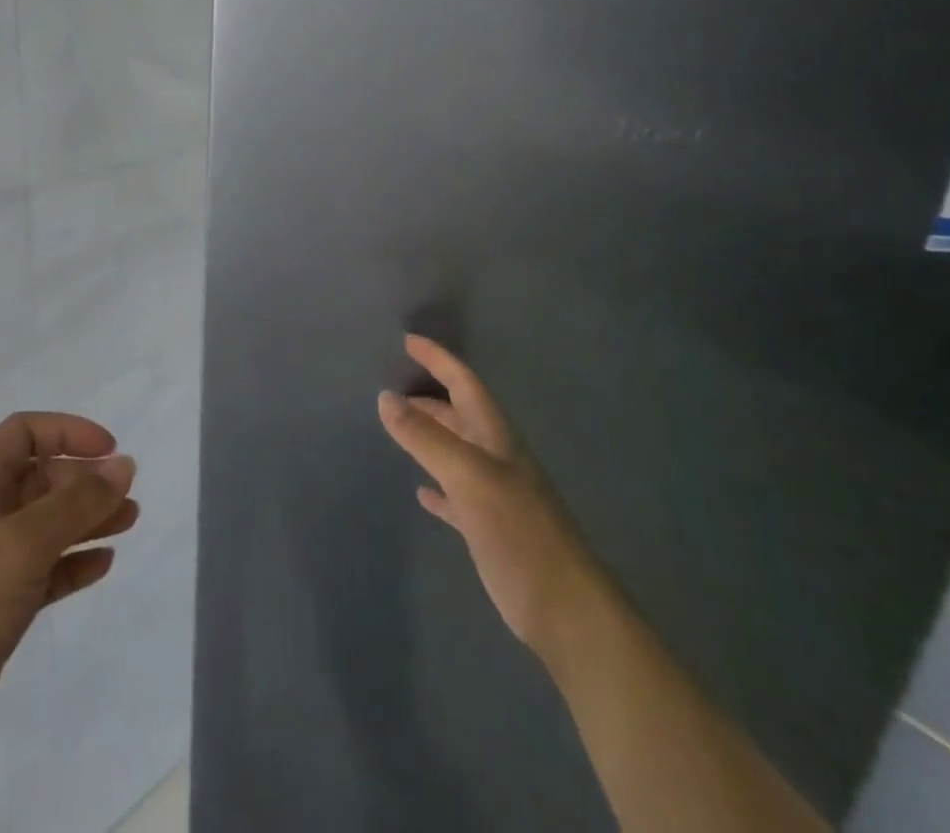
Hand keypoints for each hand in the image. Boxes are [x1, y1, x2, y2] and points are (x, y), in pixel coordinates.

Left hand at [0, 413, 138, 786]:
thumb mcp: (17, 547)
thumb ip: (74, 504)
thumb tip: (123, 465)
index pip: (24, 433)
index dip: (68, 432)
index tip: (110, 451)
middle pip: (41, 478)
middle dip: (86, 480)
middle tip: (128, 498)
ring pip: (46, 525)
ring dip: (88, 519)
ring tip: (130, 523)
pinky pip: (44, 570)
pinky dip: (73, 562)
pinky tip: (102, 566)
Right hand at [378, 335, 594, 651]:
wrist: (565, 608)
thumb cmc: (519, 532)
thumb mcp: (469, 476)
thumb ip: (426, 437)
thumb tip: (384, 397)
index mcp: (494, 437)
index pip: (464, 382)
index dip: (438, 359)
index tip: (407, 341)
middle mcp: (494, 457)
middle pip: (458, 413)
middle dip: (428, 395)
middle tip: (389, 384)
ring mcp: (493, 493)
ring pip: (454, 450)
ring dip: (429, 435)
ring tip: (395, 426)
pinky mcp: (488, 528)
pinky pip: (455, 495)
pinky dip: (436, 486)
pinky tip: (420, 492)